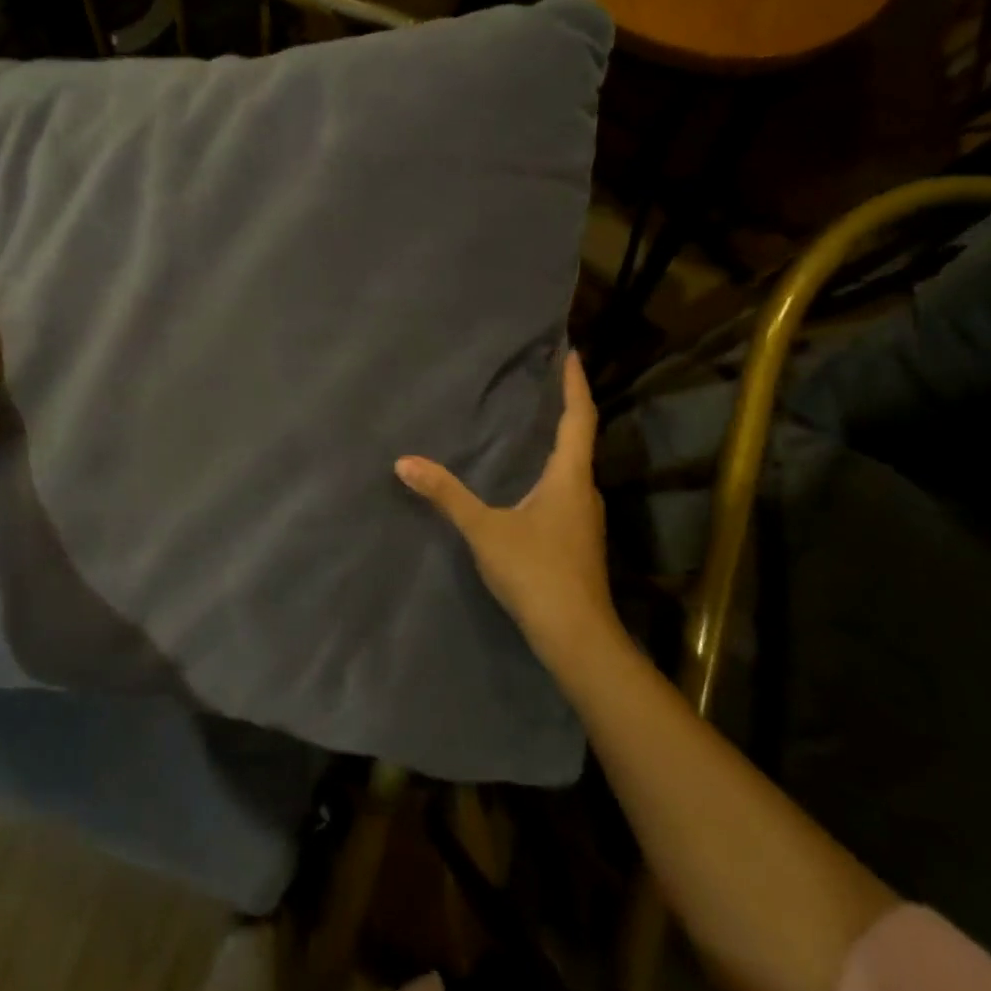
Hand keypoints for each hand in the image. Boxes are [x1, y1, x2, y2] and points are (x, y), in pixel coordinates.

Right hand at [395, 350, 618, 668]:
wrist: (577, 636)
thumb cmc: (536, 572)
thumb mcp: (485, 530)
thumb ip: (446, 494)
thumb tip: (405, 462)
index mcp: (569, 476)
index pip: (579, 418)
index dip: (575, 385)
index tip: (571, 354)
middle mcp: (584, 490)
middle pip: (580, 439)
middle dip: (566, 409)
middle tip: (544, 385)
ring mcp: (585, 517)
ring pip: (574, 467)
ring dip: (559, 442)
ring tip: (533, 425)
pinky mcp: (578, 539)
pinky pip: (566, 489)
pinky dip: (552, 471)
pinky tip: (530, 481)